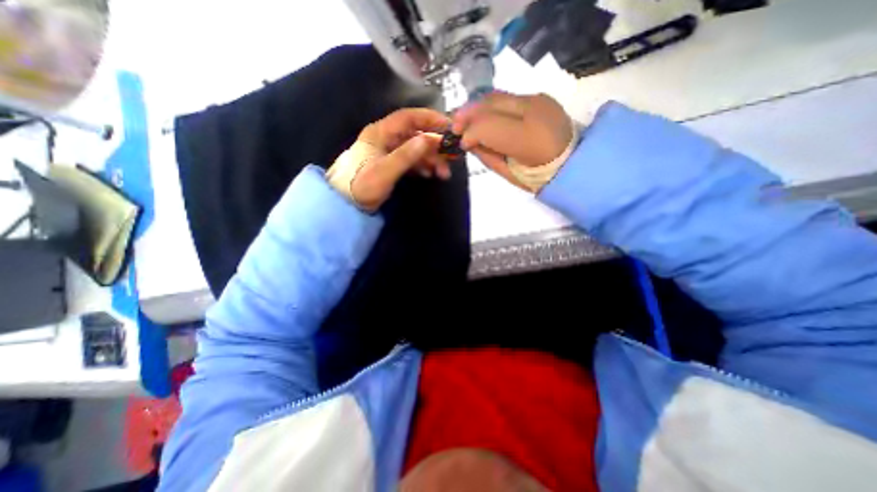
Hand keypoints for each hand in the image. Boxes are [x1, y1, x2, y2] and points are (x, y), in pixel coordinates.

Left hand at [328, 108, 451, 211]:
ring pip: (415, 149)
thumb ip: (406, 155)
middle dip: (435, 146)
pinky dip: (422, 166)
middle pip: (415, 135)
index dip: (430, 119)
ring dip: (431, 159)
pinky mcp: (390, 164)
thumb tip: (429, 139)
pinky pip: (410, 160)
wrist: (344, 203)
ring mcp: (388, 152)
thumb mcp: (385, 171)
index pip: (409, 117)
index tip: (448, 126)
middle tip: (452, 158)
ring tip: (443, 174)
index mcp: (381, 132)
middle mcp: (386, 138)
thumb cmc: (361, 185)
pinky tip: (430, 174)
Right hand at [451, 92, 577, 189]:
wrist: (576, 162)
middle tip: (455, 125)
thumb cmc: (540, 176)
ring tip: (467, 119)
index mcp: (527, 139)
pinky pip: (509, 97)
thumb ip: (487, 156)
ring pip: (498, 96)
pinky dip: (493, 106)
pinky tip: (487, 116)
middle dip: (468, 113)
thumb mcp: (509, 174)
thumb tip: (470, 142)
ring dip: (478, 107)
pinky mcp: (541, 97)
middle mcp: (534, 111)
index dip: (469, 132)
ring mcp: (539, 100)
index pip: (487, 126)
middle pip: (490, 104)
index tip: (461, 143)